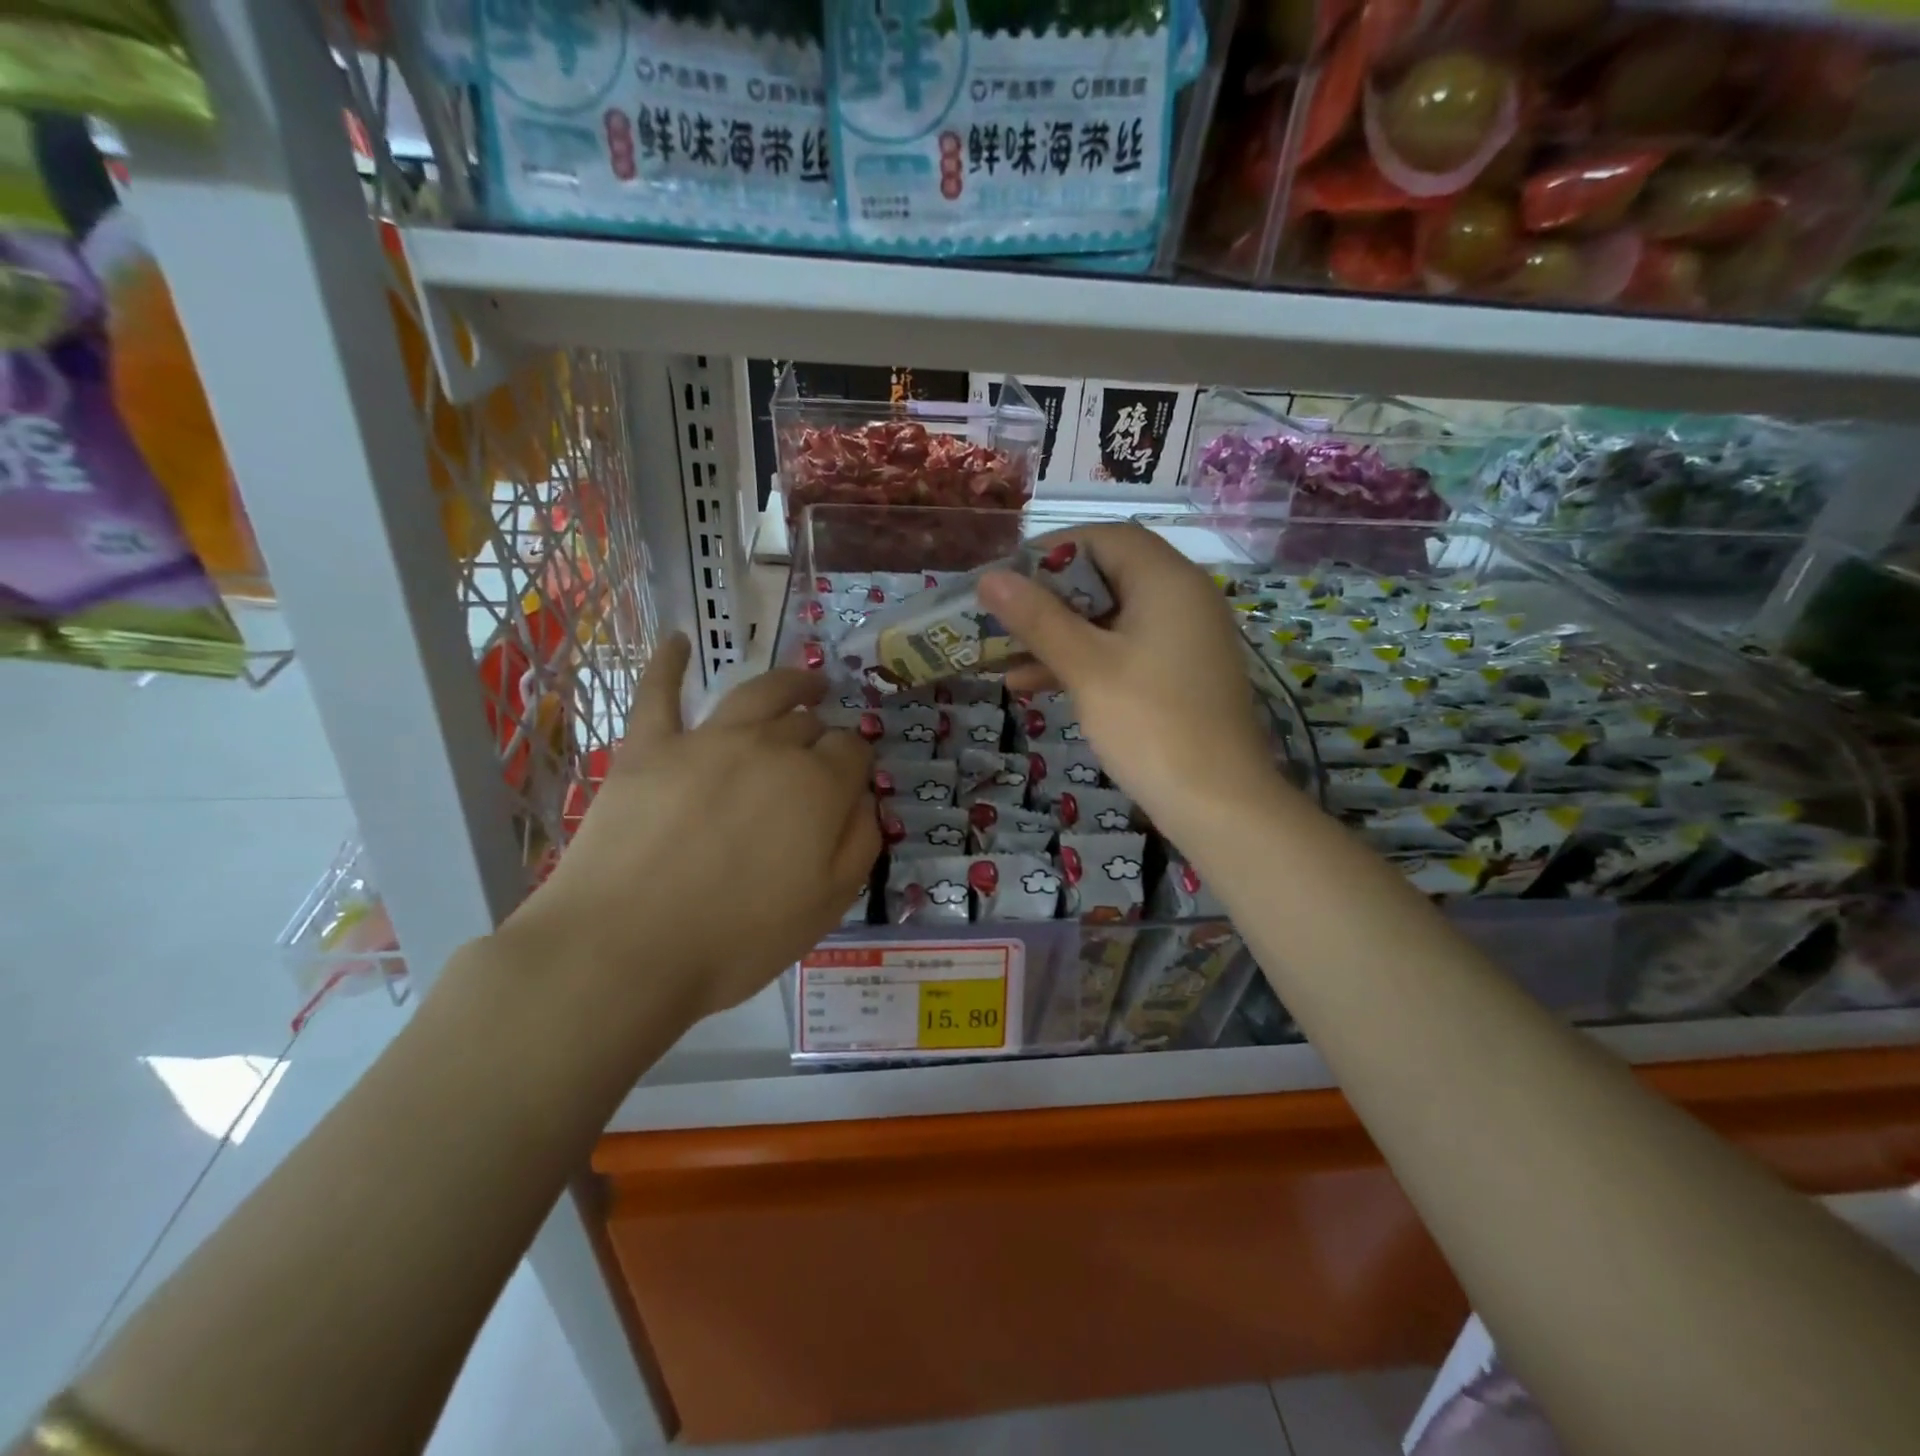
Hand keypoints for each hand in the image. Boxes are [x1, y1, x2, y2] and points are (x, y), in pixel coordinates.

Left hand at [501, 634, 877, 1027]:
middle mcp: (769, 747)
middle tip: (821, 751)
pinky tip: (677, 640)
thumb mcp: (827, 905)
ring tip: (805, 683)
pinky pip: (659, 692)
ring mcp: (706, 740)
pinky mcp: (648, 747)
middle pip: (808, 723)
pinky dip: (668, 663)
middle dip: (822, 732)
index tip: (850, 783)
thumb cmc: (737, 939)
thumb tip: (866, 799)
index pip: (852, 750)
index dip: (856, 762)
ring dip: (788, 683)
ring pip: (758, 693)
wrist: (624, 950)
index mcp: (818, 785)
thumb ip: (860, 843)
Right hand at [978, 524, 1280, 835]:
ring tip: (1004, 656)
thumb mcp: (1086, 667)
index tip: (1009, 577)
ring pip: (1111, 619)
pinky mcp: (1179, 675)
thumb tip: (990, 578)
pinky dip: (1084, 660)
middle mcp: (1183, 598)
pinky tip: (1034, 685)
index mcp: (1167, 581)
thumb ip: (1038, 618)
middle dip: (1050, 597)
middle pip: (1107, 577)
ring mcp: (1184, 639)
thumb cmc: (1150, 723)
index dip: (1053, 550)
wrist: (1218, 803)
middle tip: (1004, 616)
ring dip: (1059, 634)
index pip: (1106, 538)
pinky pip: (1124, 651)